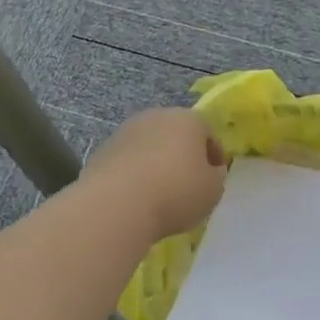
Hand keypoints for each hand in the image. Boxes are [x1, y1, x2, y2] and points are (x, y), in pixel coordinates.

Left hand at [84, 109, 228, 239]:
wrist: (117, 203)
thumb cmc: (176, 192)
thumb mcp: (213, 190)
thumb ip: (216, 176)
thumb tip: (210, 171)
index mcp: (188, 119)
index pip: (207, 133)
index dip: (214, 156)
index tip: (214, 178)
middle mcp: (157, 116)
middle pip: (176, 134)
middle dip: (182, 155)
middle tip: (187, 183)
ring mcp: (126, 130)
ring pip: (150, 145)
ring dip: (156, 162)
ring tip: (159, 192)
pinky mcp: (104, 148)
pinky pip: (128, 160)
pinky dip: (134, 172)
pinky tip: (135, 196)